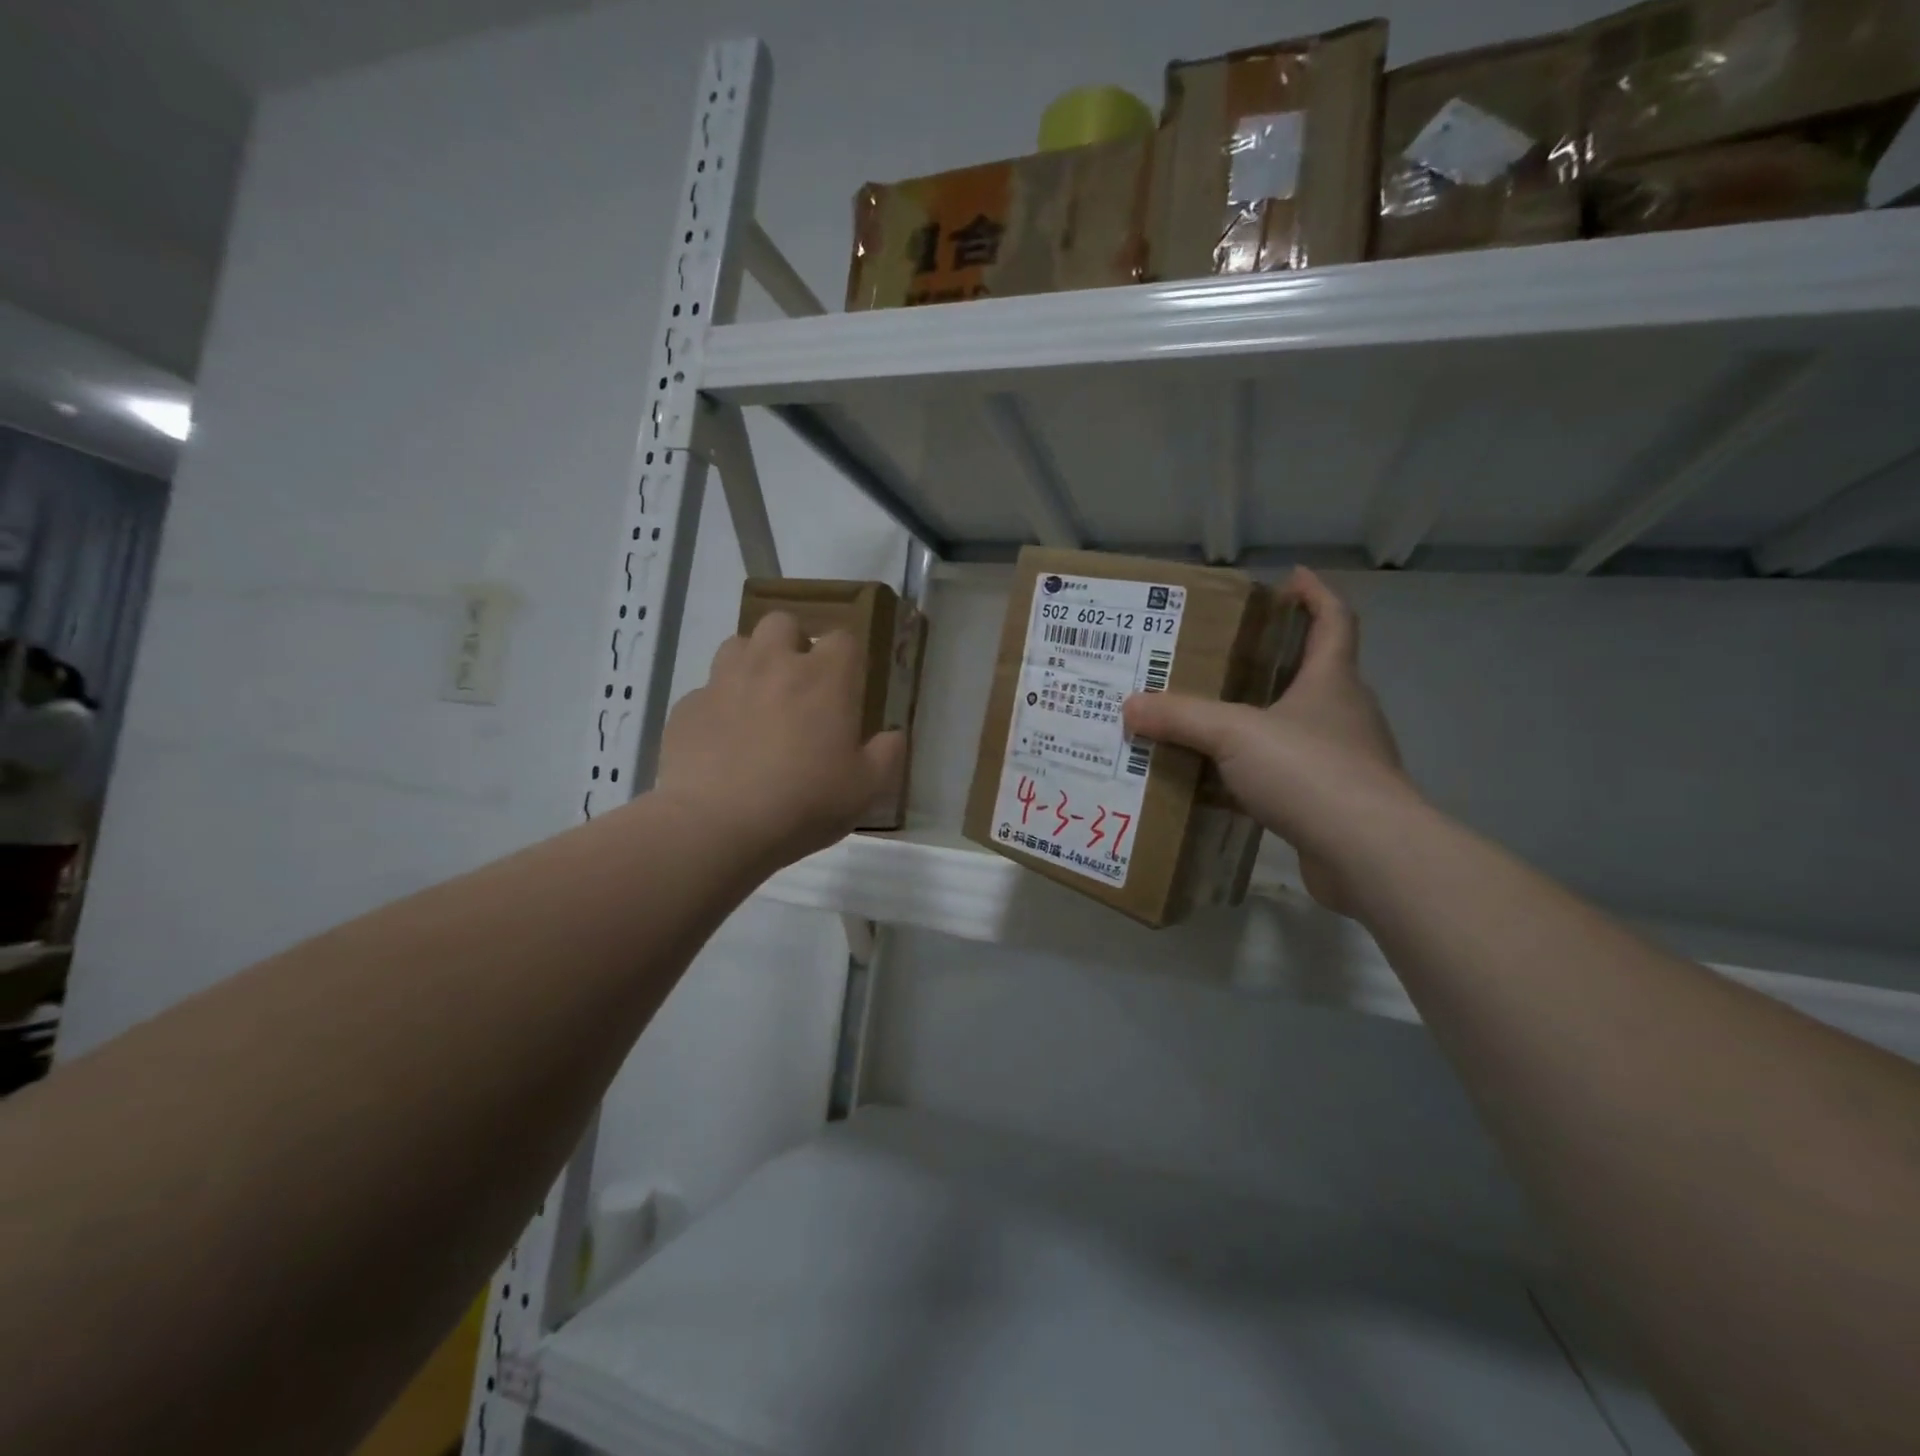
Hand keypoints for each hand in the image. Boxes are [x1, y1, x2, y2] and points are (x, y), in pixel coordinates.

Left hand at [657, 612, 905, 868]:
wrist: (715, 826)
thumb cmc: (803, 804)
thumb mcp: (865, 790)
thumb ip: (887, 755)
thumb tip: (894, 734)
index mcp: (824, 678)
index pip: (842, 638)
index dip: (847, 656)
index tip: (848, 684)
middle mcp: (773, 664)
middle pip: (782, 623)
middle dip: (792, 642)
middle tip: (799, 683)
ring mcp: (723, 681)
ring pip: (738, 645)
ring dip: (752, 662)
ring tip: (758, 700)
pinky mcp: (686, 707)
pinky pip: (705, 691)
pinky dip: (718, 705)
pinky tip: (722, 740)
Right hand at [1123, 568, 1415, 914]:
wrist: (1367, 853)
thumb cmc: (1308, 770)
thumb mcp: (1234, 734)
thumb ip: (1181, 717)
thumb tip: (1129, 705)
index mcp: (1332, 681)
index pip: (1334, 621)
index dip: (1316, 595)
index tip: (1291, 579)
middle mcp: (1345, 714)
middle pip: (1316, 674)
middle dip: (1278, 660)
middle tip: (1227, 659)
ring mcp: (1346, 761)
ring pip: (1300, 728)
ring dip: (1265, 721)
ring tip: (1215, 722)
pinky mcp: (1337, 803)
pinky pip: (1291, 775)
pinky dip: (1261, 772)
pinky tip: (1225, 783)